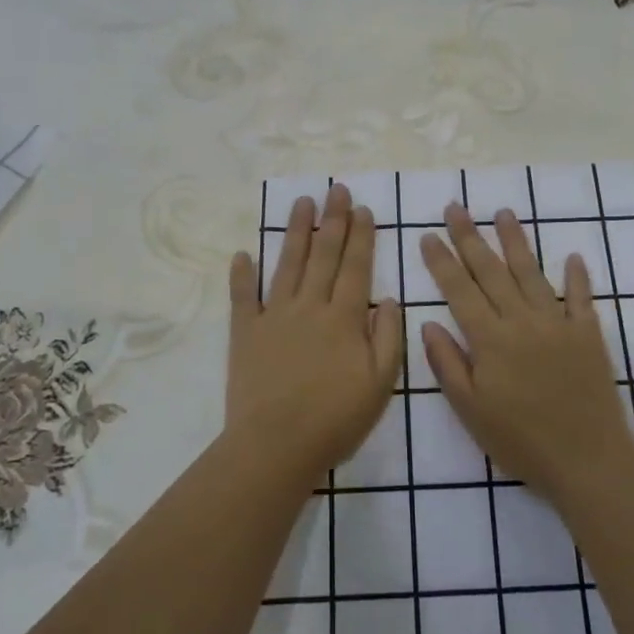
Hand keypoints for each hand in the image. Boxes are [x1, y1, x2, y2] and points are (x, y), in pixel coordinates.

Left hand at [226, 183, 403, 483]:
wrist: (277, 444)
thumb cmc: (336, 418)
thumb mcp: (381, 382)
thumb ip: (388, 337)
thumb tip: (391, 299)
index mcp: (344, 318)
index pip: (356, 267)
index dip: (361, 236)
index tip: (363, 209)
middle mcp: (309, 306)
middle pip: (323, 255)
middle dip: (333, 220)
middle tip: (336, 189)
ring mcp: (274, 316)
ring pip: (288, 264)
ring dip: (296, 232)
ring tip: (302, 203)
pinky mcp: (245, 332)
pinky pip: (243, 296)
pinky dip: (242, 274)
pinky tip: (243, 253)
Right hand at [419, 204, 633, 501]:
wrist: (586, 459)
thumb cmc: (520, 441)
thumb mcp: (470, 410)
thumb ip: (448, 364)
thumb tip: (428, 323)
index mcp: (490, 340)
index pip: (460, 290)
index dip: (442, 261)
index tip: (429, 234)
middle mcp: (523, 321)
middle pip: (492, 271)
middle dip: (471, 237)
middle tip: (456, 207)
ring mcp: (559, 324)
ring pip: (532, 273)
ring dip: (516, 242)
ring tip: (503, 212)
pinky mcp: (588, 335)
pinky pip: (581, 298)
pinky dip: (577, 276)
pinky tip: (573, 256)